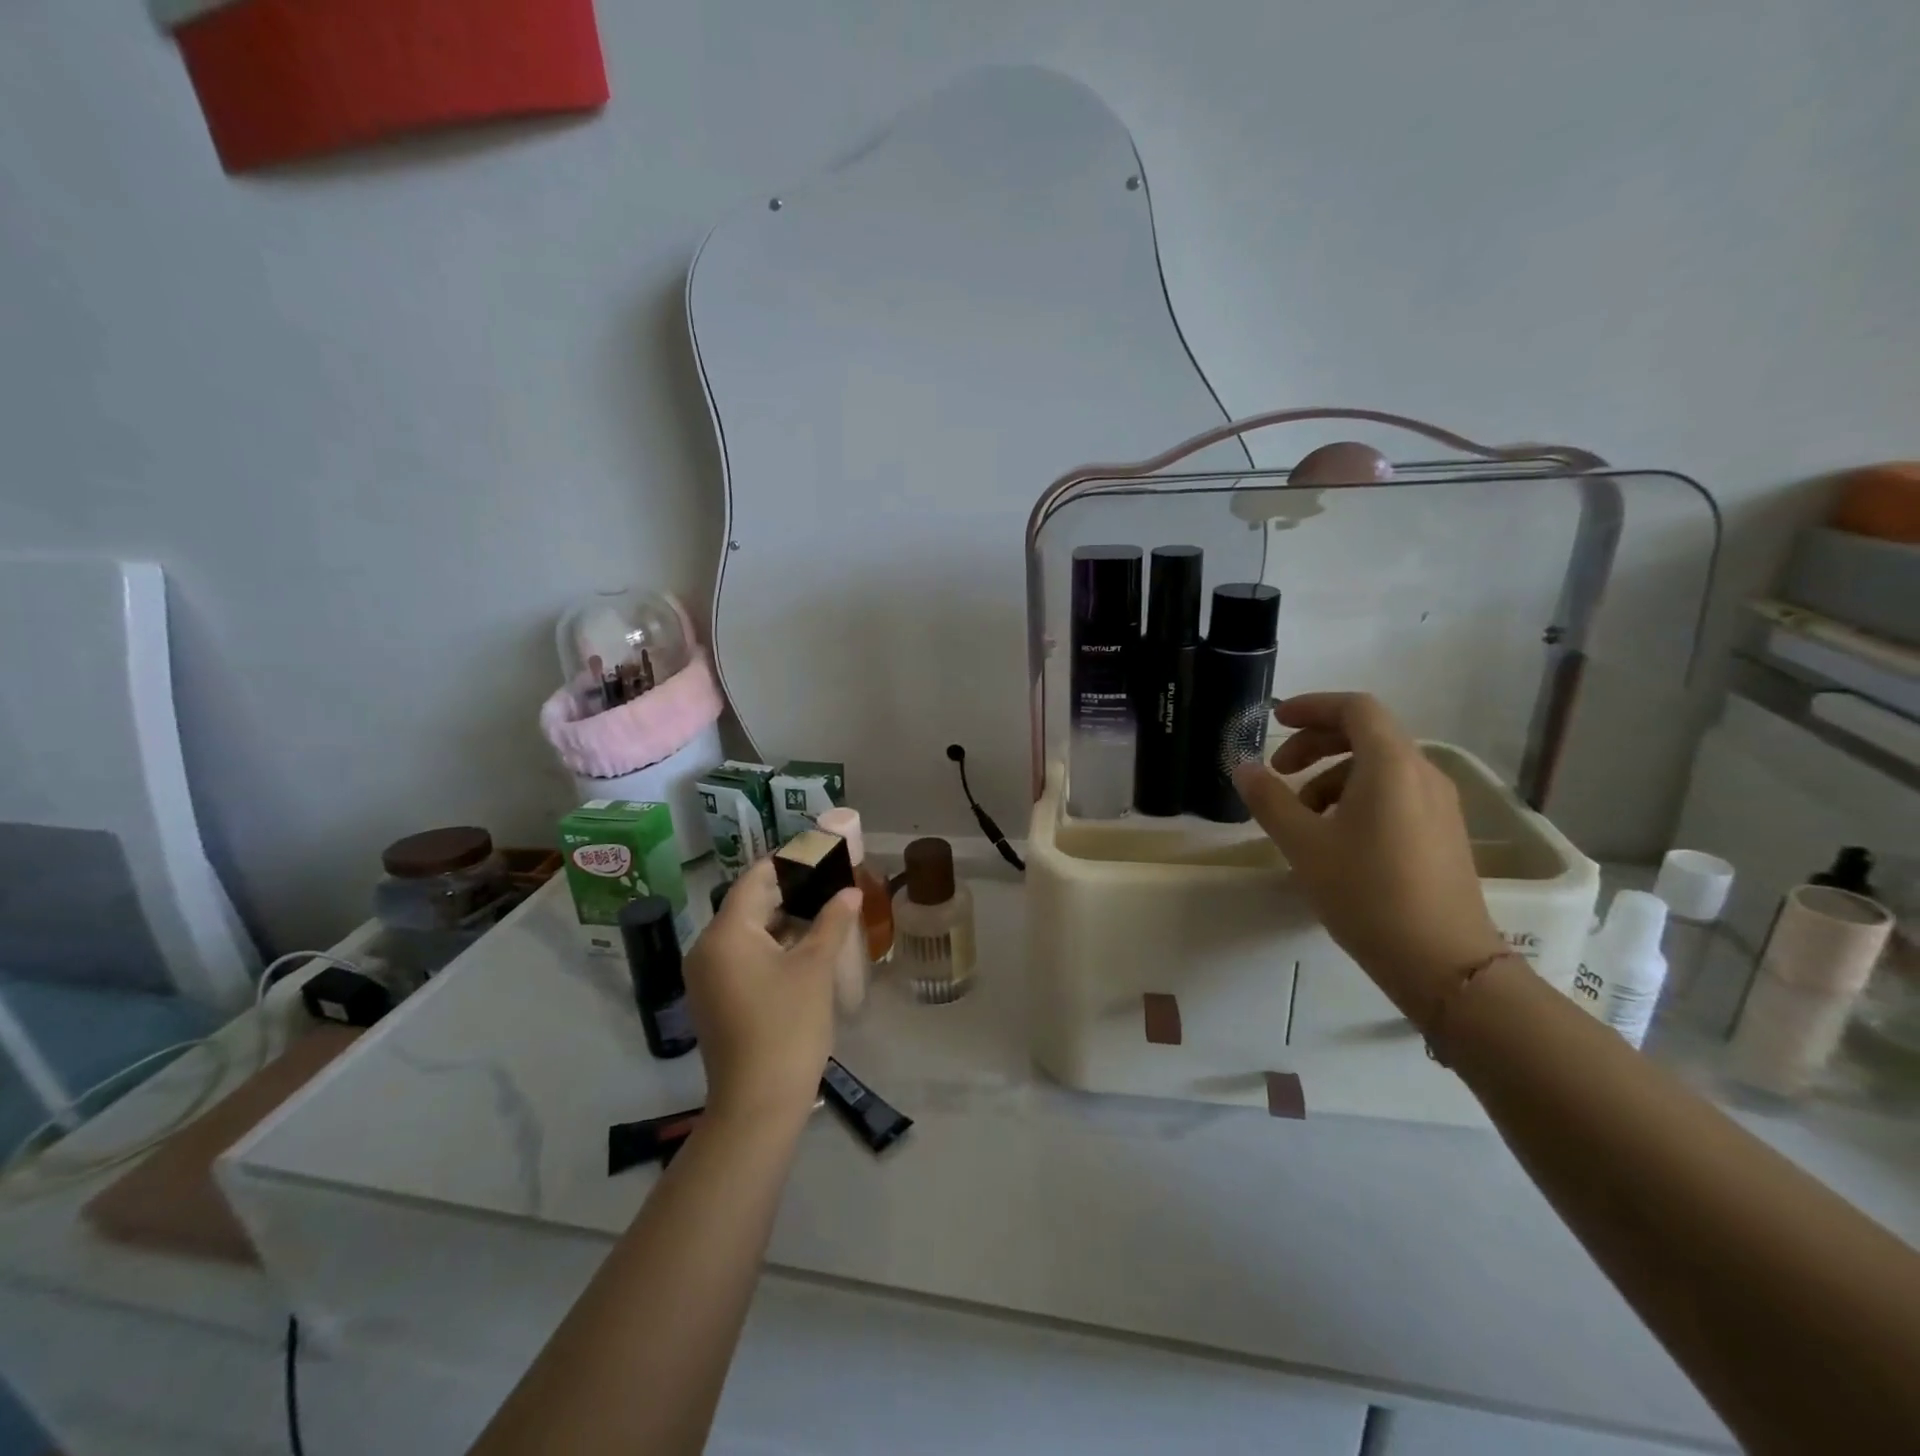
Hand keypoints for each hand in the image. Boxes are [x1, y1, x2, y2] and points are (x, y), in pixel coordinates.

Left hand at [684, 860, 861, 1125]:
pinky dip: (772, 946)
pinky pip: (743, 956)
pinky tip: (806, 948)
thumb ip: (832, 921)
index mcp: (726, 933)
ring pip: (748, 932)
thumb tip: (849, 891)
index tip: (820, 852)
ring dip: (784, 920)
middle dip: (790, 891)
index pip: (755, 878)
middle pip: (749, 903)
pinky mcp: (715, 999)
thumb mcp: (815, 968)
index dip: (788, 862)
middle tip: (830, 881)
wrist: (757, 1104)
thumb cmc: (787, 1026)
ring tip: (825, 912)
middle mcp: (707, 948)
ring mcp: (707, 976)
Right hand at [1231, 692, 1505, 1029]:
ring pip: (1379, 767)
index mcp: (1391, 765)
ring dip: (1332, 775)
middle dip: (1315, 743)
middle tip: (1278, 771)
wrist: (1443, 962)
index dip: (1312, 706)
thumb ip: (1269, 799)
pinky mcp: (1443, 832)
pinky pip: (1394, 793)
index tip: (1275, 721)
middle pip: (1366, 734)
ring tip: (1301, 816)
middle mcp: (1422, 773)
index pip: (1354, 708)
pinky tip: (1335, 837)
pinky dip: (1356, 797)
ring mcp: (1439, 804)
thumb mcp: (1304, 844)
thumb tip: (1243, 767)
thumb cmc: (1367, 893)